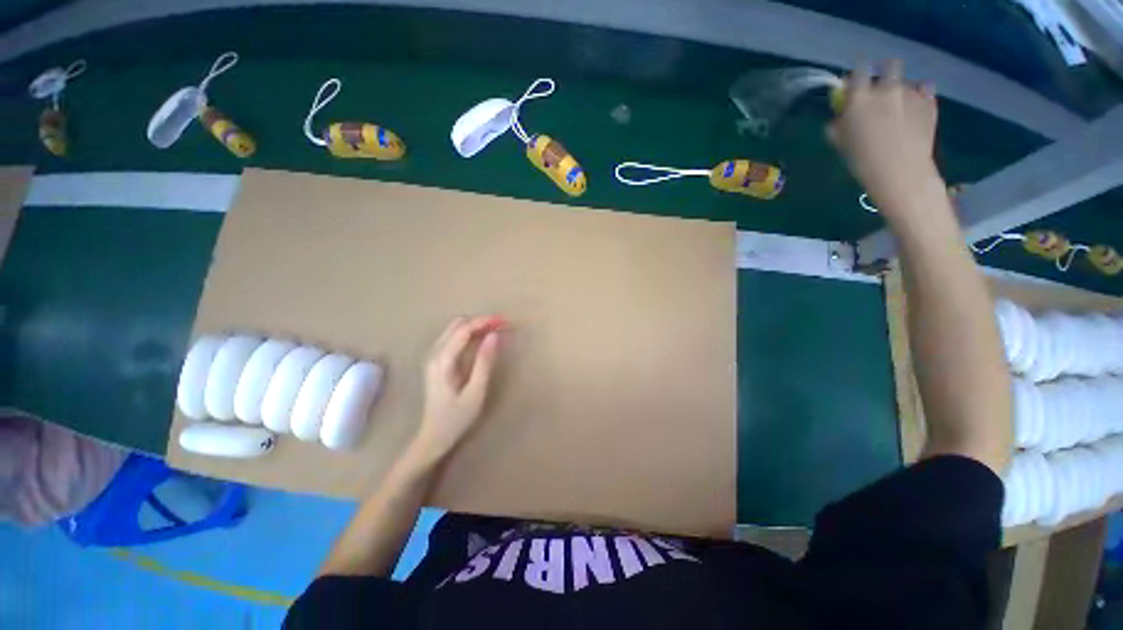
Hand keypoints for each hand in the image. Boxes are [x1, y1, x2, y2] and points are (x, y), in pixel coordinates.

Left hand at [413, 315, 503, 459]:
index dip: (484, 321)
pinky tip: (481, 341)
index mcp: (443, 360)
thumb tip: (494, 336)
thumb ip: (484, 362)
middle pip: (457, 325)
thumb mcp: (476, 391)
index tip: (504, 320)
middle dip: (480, 321)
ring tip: (495, 330)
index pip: (464, 329)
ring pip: (454, 329)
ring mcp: (432, 357)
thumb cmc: (456, 418)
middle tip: (501, 325)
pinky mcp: (436, 362)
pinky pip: (452, 338)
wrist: (433, 437)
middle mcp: (434, 353)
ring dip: (474, 326)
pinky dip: (468, 334)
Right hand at [828, 60, 941, 216]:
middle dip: (885, 70)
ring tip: (899, 105)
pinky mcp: (930, 101)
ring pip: (906, 81)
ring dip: (901, 88)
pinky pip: (925, 90)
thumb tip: (840, 115)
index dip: (857, 68)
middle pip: (889, 65)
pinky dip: (920, 95)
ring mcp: (911, 93)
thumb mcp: (840, 143)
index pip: (858, 69)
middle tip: (882, 84)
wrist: (900, 171)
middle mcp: (886, 88)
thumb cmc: (862, 160)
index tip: (857, 72)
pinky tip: (915, 109)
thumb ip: (838, 123)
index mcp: (860, 97)